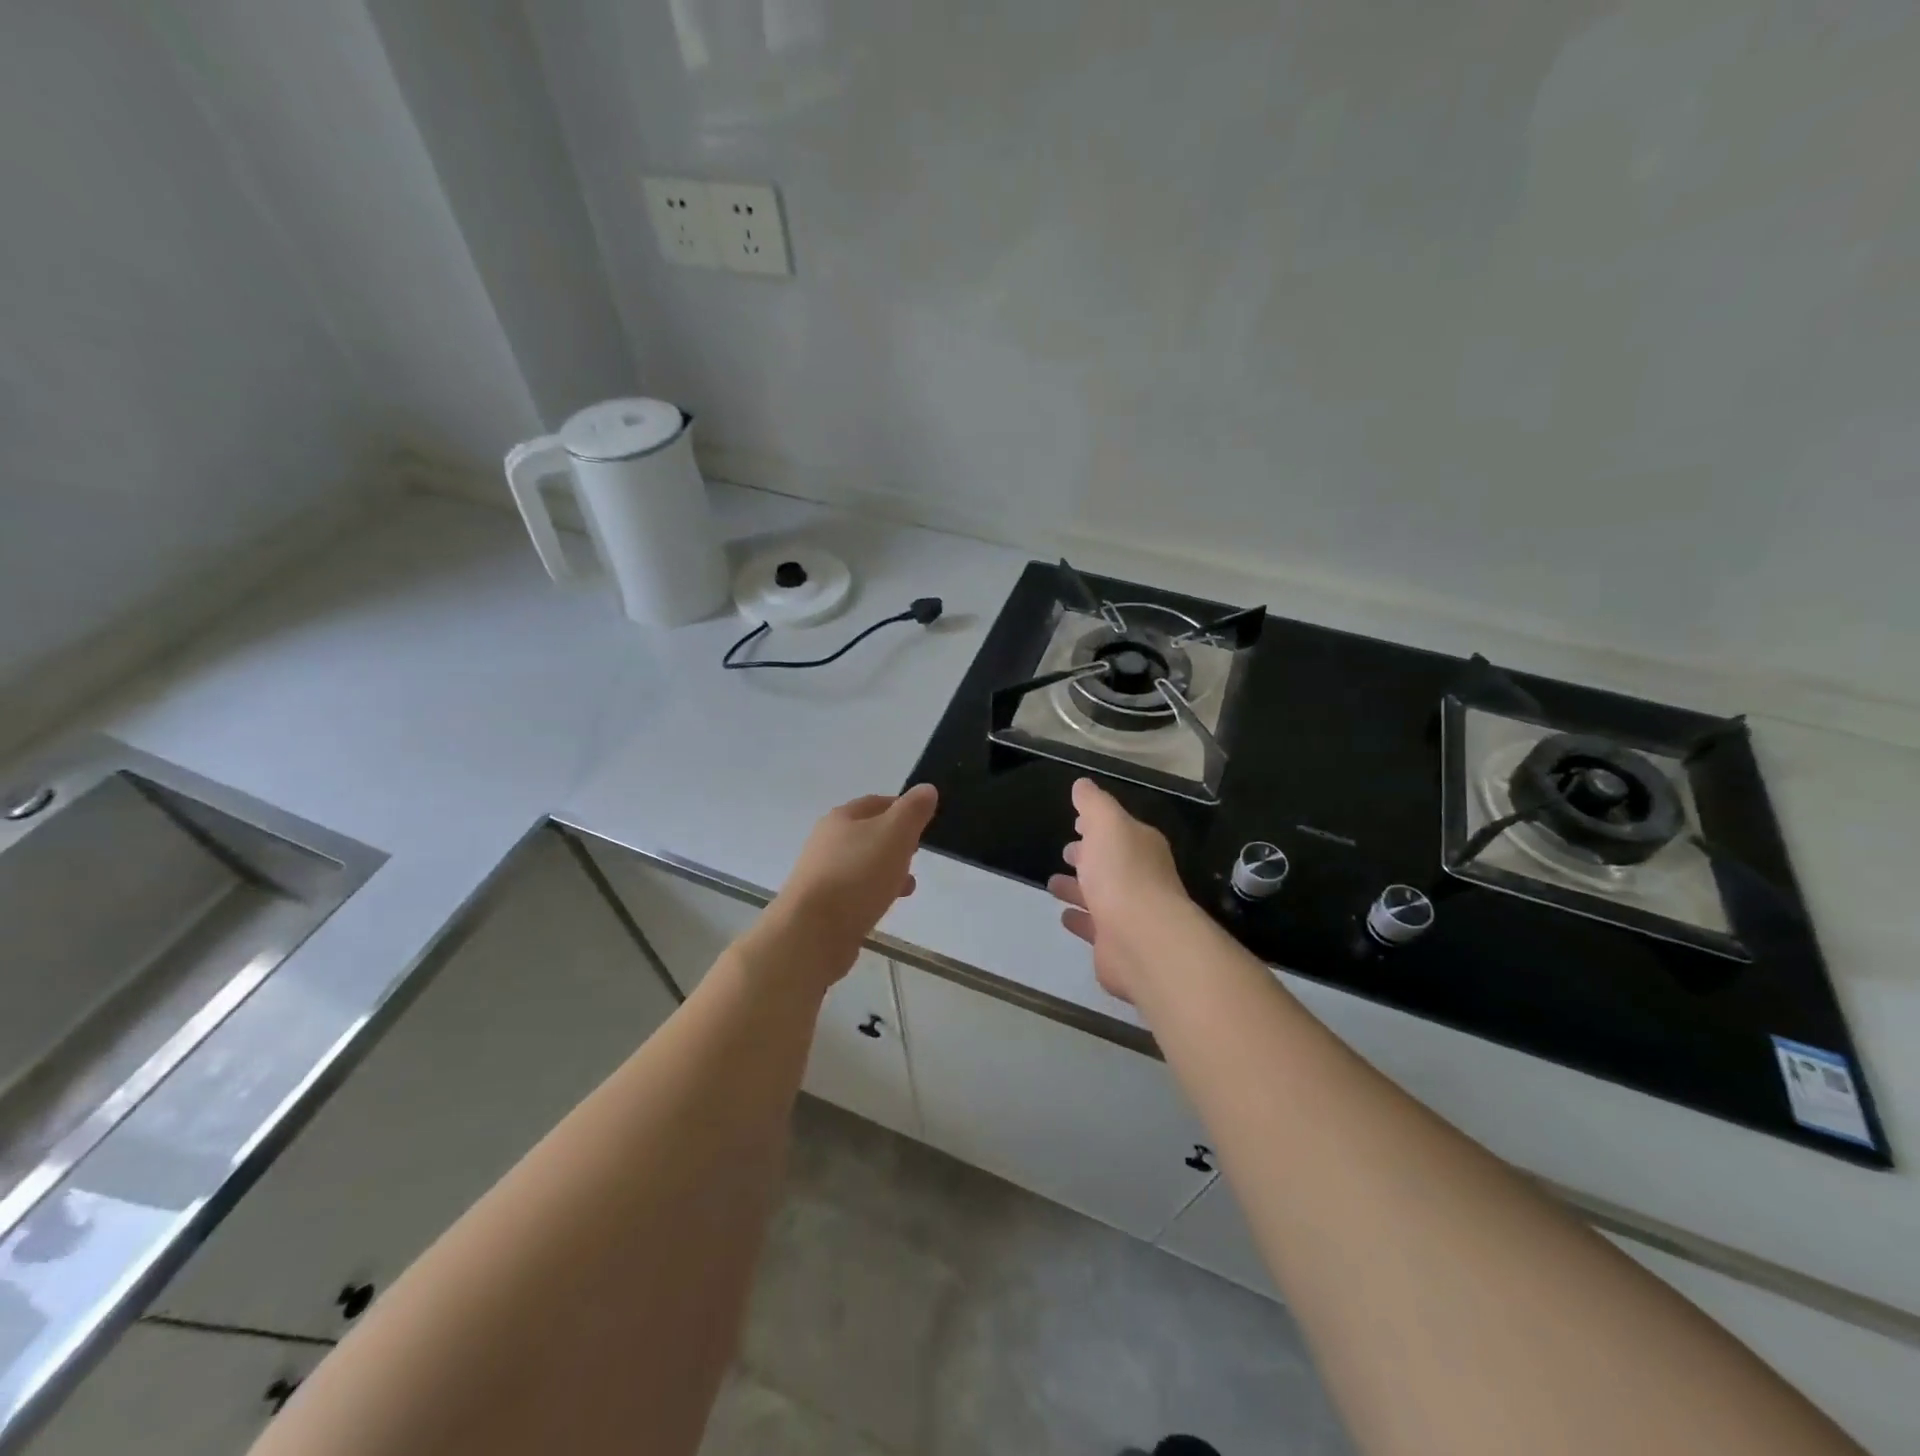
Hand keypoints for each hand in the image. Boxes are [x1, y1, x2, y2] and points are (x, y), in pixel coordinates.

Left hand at [763, 784, 938, 983]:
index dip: (902, 808)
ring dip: (887, 870)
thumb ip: (912, 810)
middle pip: (867, 833)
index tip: (924, 822)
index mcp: (841, 818)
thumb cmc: (857, 875)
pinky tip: (885, 906)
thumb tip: (926, 789)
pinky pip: (854, 891)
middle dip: (896, 842)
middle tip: (917, 853)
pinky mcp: (821, 906)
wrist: (812, 932)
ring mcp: (821, 874)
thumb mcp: (894, 834)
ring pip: (862, 864)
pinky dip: (873, 893)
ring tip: (908, 885)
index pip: (876, 802)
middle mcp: (826, 842)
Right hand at [1048, 778, 1193, 1002]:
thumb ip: (1093, 803)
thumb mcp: (1106, 824)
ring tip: (1053, 883)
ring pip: (1100, 895)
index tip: (1076, 823)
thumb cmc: (1123, 873)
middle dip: (1088, 856)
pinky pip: (1094, 927)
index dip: (1097, 825)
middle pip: (1111, 863)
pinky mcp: (1116, 944)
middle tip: (1066, 852)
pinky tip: (1064, 915)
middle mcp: (1141, 878)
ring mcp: (1130, 913)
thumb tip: (1082, 784)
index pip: (1119, 830)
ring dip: (1078, 888)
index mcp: (1142, 847)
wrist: (1142, 939)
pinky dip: (1080, 919)